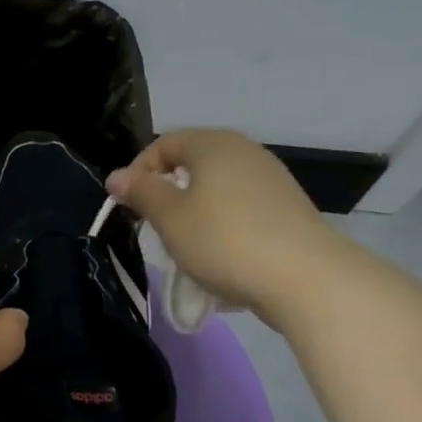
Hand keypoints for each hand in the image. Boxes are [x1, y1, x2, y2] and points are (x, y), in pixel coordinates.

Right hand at [104, 128, 351, 321]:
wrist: (305, 278)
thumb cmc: (224, 240)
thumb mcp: (169, 218)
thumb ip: (141, 192)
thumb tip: (117, 176)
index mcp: (214, 144)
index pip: (164, 144)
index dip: (139, 171)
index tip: (127, 205)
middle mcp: (245, 151)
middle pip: (193, 162)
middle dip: (167, 191)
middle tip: (153, 224)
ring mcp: (271, 178)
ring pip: (218, 186)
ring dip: (194, 210)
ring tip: (185, 243)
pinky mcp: (287, 207)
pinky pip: (241, 207)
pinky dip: (222, 223)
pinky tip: (221, 253)